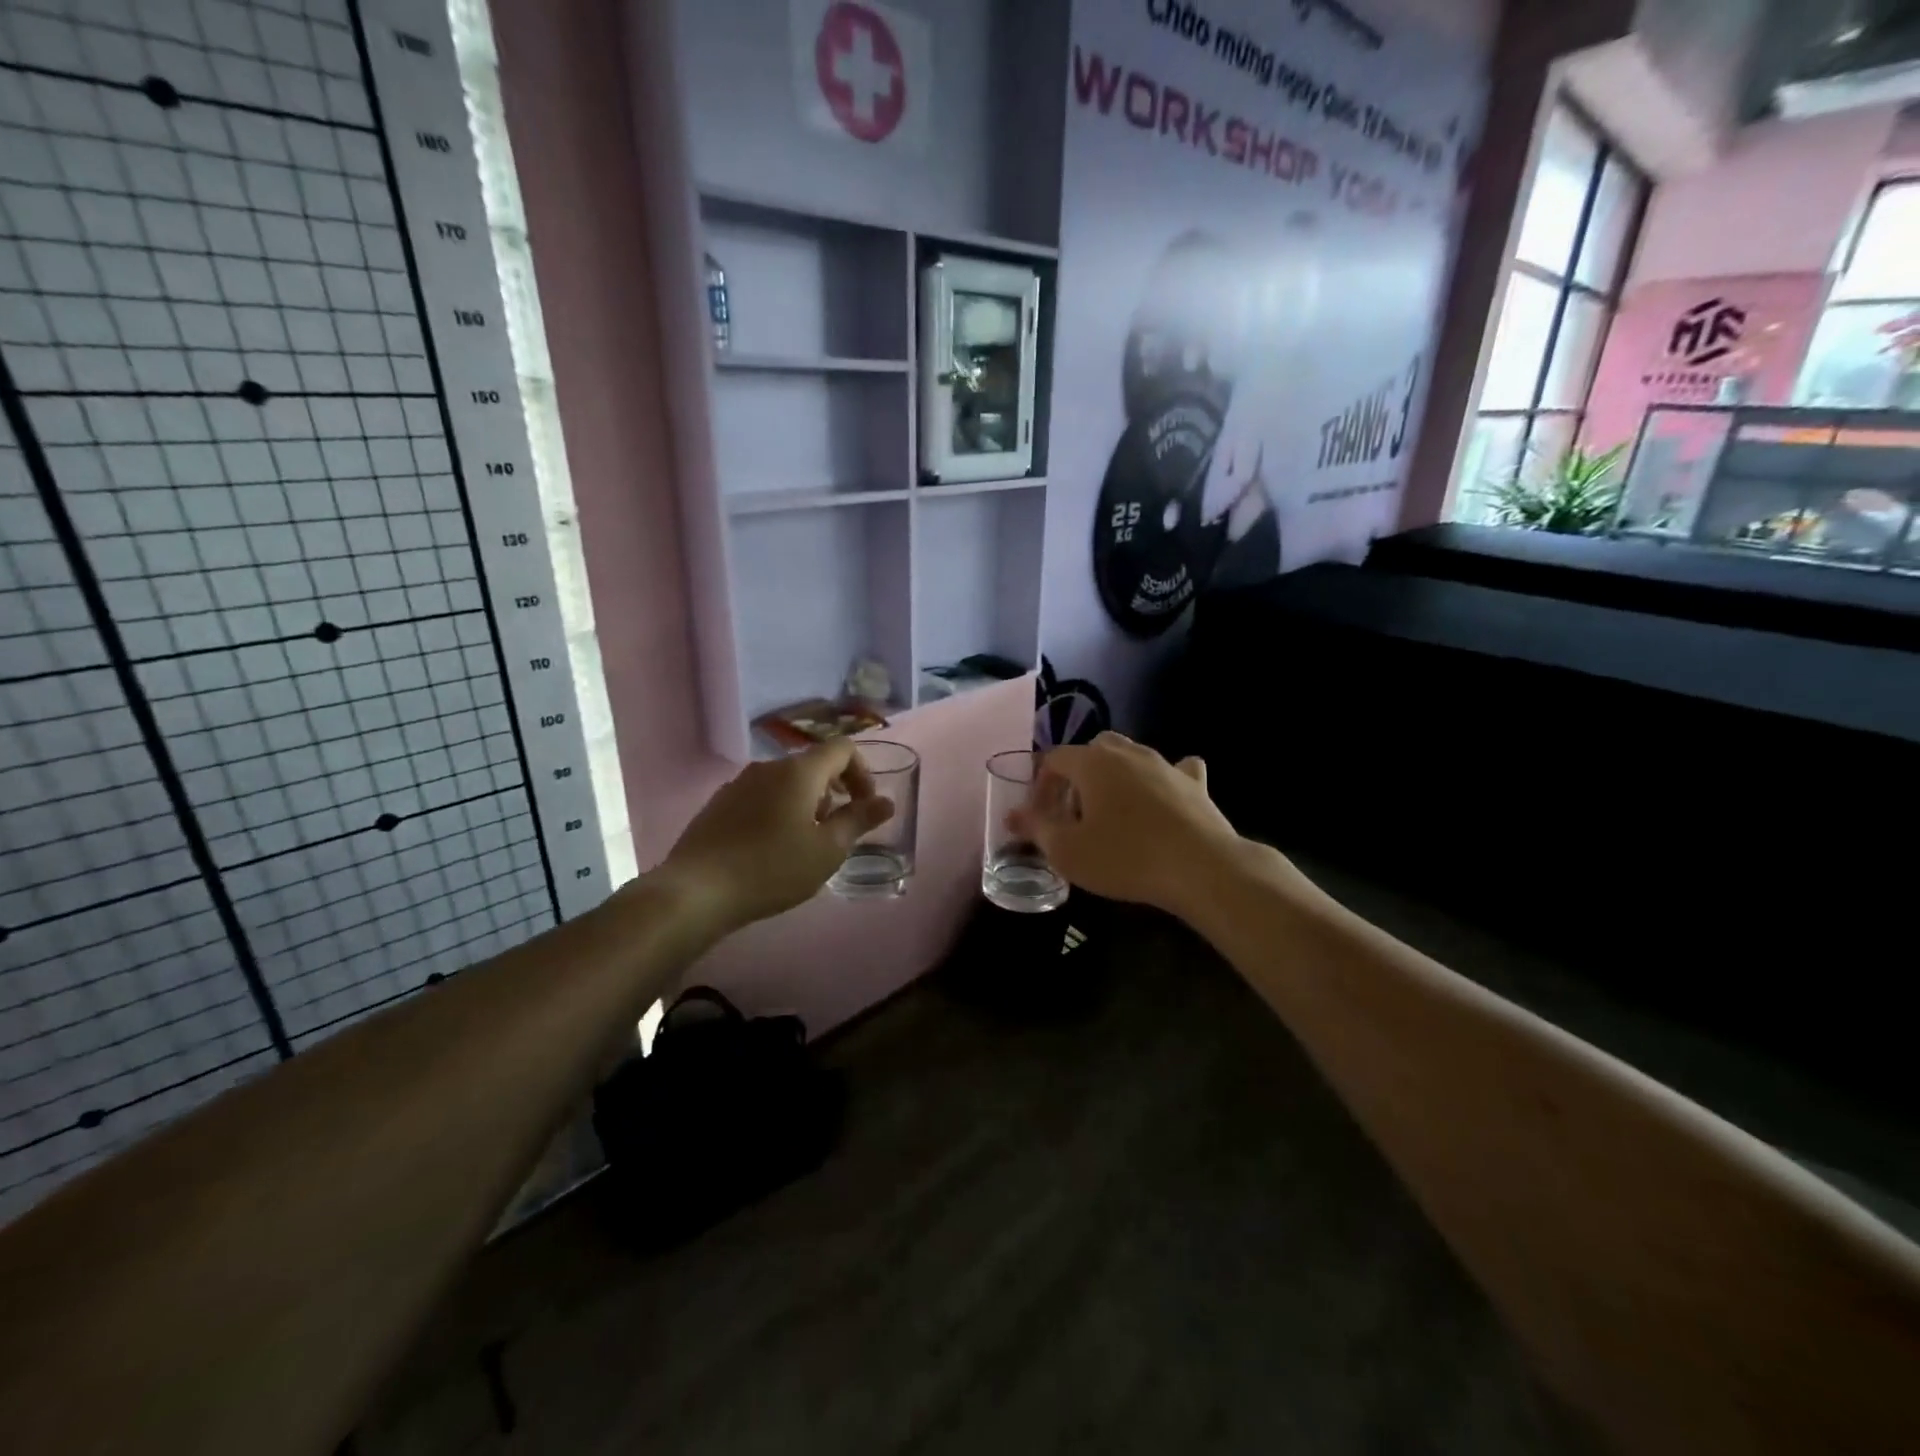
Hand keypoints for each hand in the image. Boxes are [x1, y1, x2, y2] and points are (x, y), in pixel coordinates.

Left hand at [651, 739, 894, 931]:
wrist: (696, 891)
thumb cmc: (772, 868)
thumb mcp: (827, 850)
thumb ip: (859, 820)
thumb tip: (886, 801)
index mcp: (799, 772)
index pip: (842, 748)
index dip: (862, 771)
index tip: (865, 805)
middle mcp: (768, 767)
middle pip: (813, 765)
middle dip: (834, 791)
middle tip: (837, 830)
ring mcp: (739, 784)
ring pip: (786, 782)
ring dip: (806, 803)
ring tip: (805, 843)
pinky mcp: (719, 804)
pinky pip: (761, 796)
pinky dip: (778, 811)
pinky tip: (771, 848)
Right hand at [1008, 732, 1243, 916]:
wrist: (1201, 868)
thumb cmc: (1124, 857)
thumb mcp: (1067, 851)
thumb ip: (1036, 828)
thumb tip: (1012, 816)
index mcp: (1092, 762)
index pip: (1054, 758)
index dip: (1040, 784)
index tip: (1039, 815)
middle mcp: (1128, 753)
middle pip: (1094, 748)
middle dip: (1079, 773)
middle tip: (1074, 809)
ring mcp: (1165, 764)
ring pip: (1133, 755)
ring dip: (1116, 775)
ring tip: (1112, 808)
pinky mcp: (1195, 784)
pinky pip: (1176, 769)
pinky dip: (1164, 779)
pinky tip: (1164, 796)